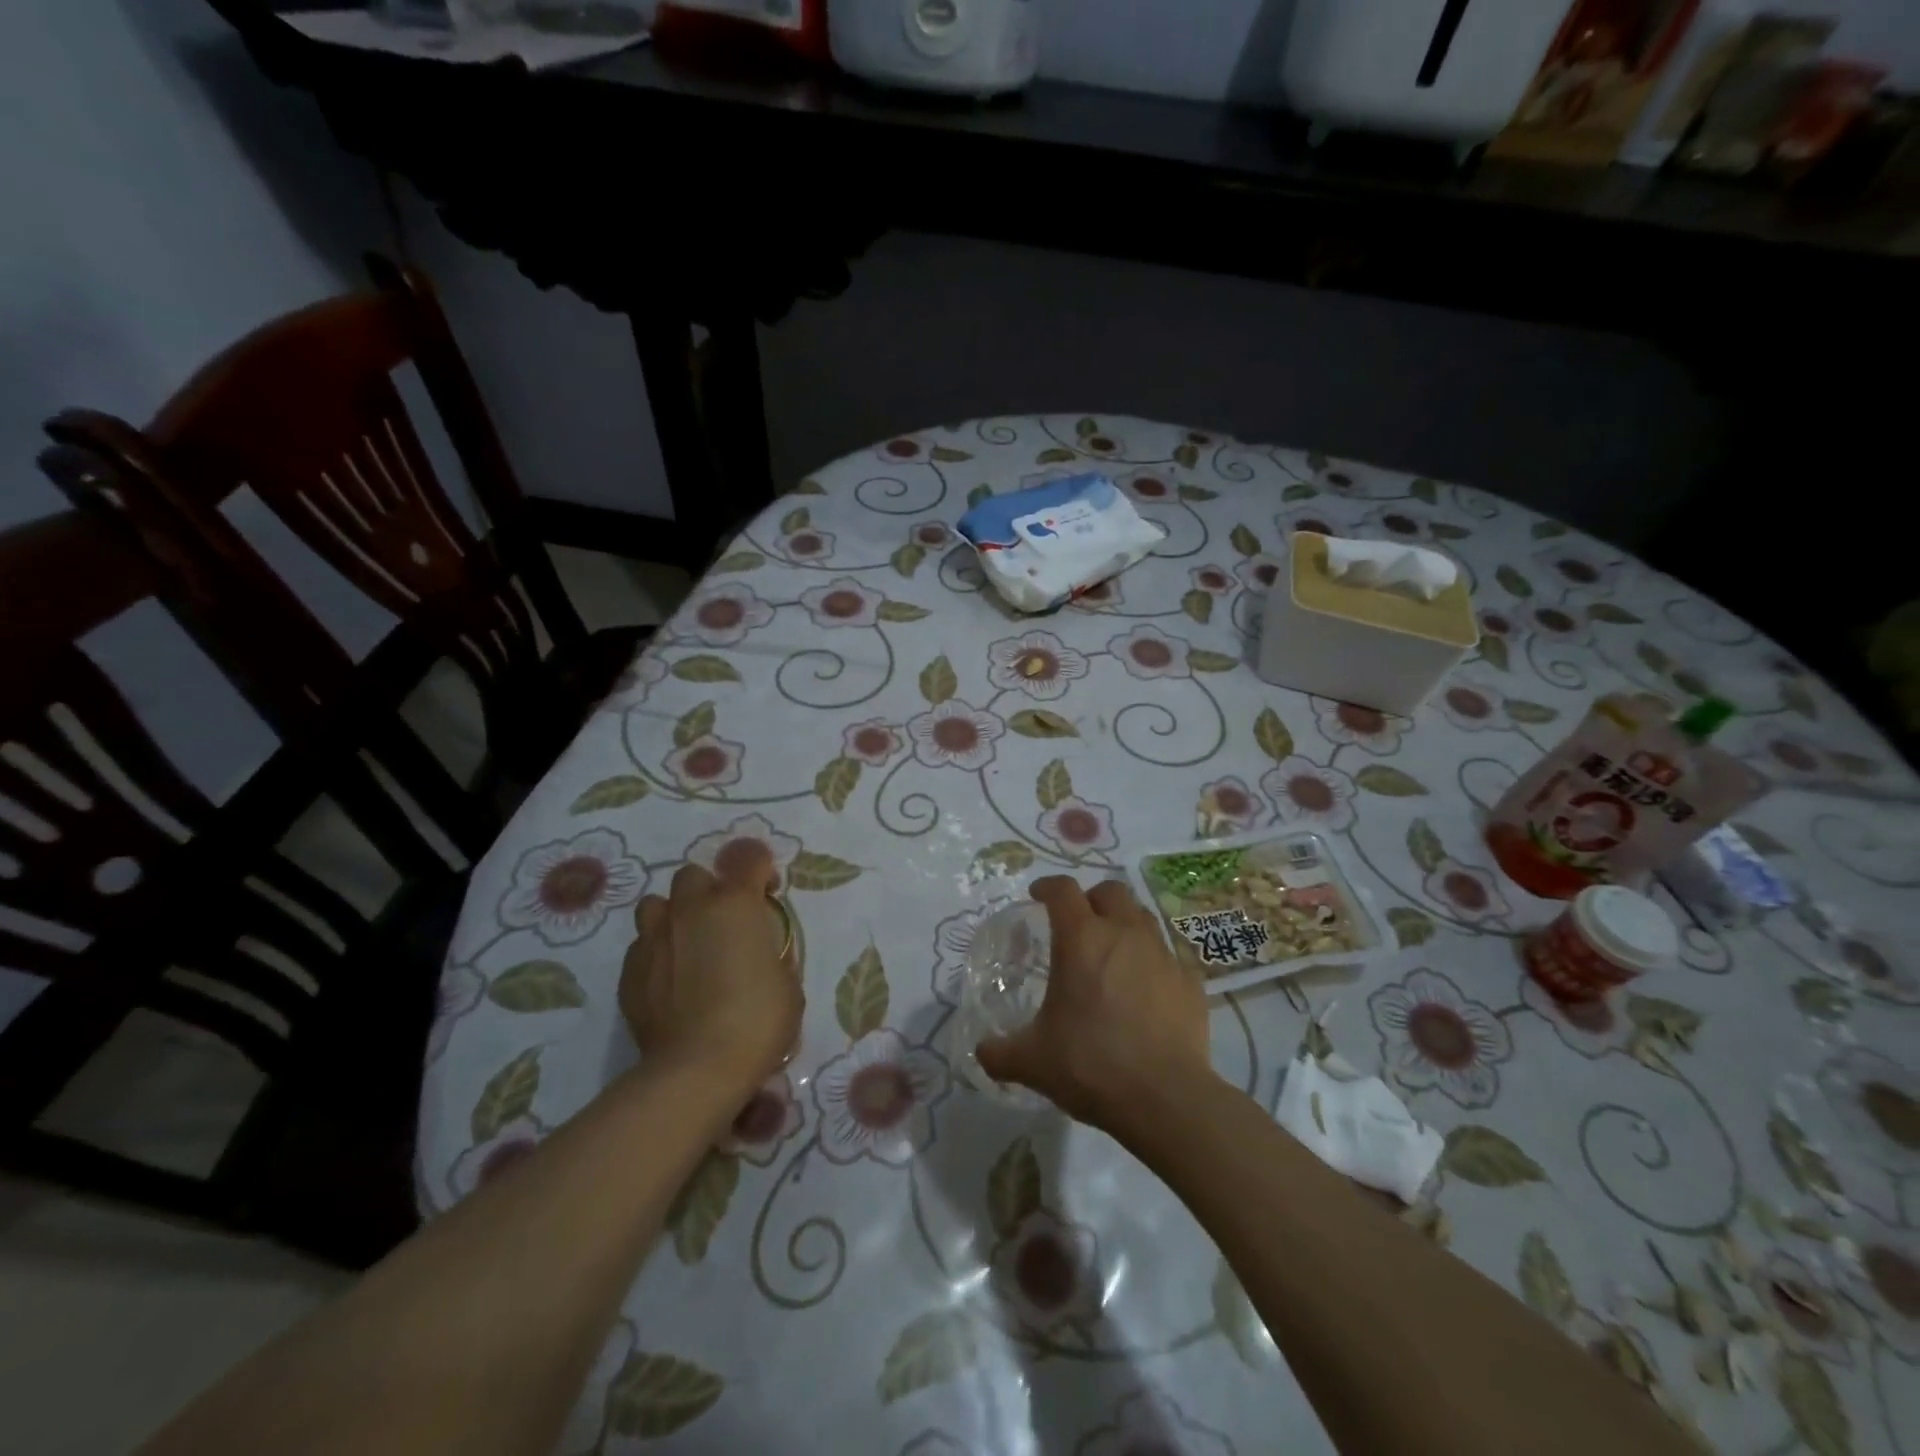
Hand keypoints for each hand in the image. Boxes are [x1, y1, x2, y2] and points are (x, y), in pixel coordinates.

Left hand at [619, 843, 801, 1097]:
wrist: (697, 1069)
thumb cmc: (757, 1020)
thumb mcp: (786, 981)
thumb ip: (770, 952)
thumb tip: (757, 952)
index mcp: (736, 904)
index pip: (748, 857)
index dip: (761, 869)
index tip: (767, 892)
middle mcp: (690, 909)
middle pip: (694, 875)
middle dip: (709, 891)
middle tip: (723, 923)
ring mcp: (653, 938)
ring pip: (657, 904)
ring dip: (674, 916)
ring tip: (688, 945)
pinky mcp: (629, 971)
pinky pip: (642, 945)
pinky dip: (657, 953)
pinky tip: (670, 981)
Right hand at [976, 876, 1214, 1132]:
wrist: (1166, 1099)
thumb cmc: (1091, 1065)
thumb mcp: (1032, 1062)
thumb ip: (1000, 1052)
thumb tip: (982, 1050)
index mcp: (1081, 939)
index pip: (1062, 890)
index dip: (1047, 887)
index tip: (1038, 896)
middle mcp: (1124, 933)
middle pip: (1110, 891)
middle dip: (1092, 898)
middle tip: (1078, 922)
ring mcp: (1163, 954)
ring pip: (1142, 917)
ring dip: (1125, 923)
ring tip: (1112, 952)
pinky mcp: (1190, 980)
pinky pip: (1168, 956)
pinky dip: (1152, 962)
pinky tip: (1145, 990)